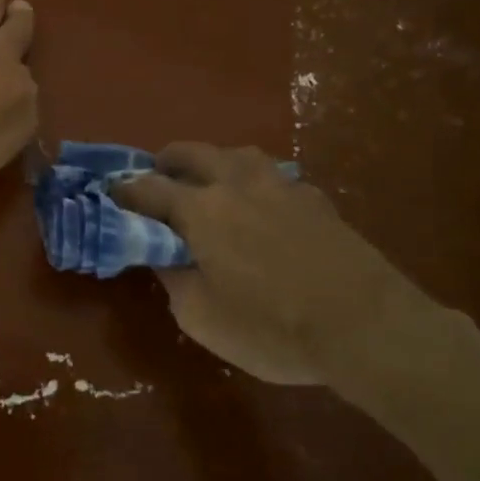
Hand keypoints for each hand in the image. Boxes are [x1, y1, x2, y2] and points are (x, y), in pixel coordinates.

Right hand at [114, 143, 444, 389]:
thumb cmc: (272, 327)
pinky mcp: (315, 198)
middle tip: (159, 181)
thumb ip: (172, 277)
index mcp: (200, 209)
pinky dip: (256, 184)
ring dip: (214, 163)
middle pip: (191, 152)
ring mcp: (280, 185)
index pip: (148, 187)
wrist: (367, 327)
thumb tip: (161, 252)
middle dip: (166, 162)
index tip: (112, 194)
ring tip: (212, 186)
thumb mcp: (201, 317)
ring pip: (237, 154)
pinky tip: (265, 208)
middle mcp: (235, 183)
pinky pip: (274, 177)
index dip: (125, 190)